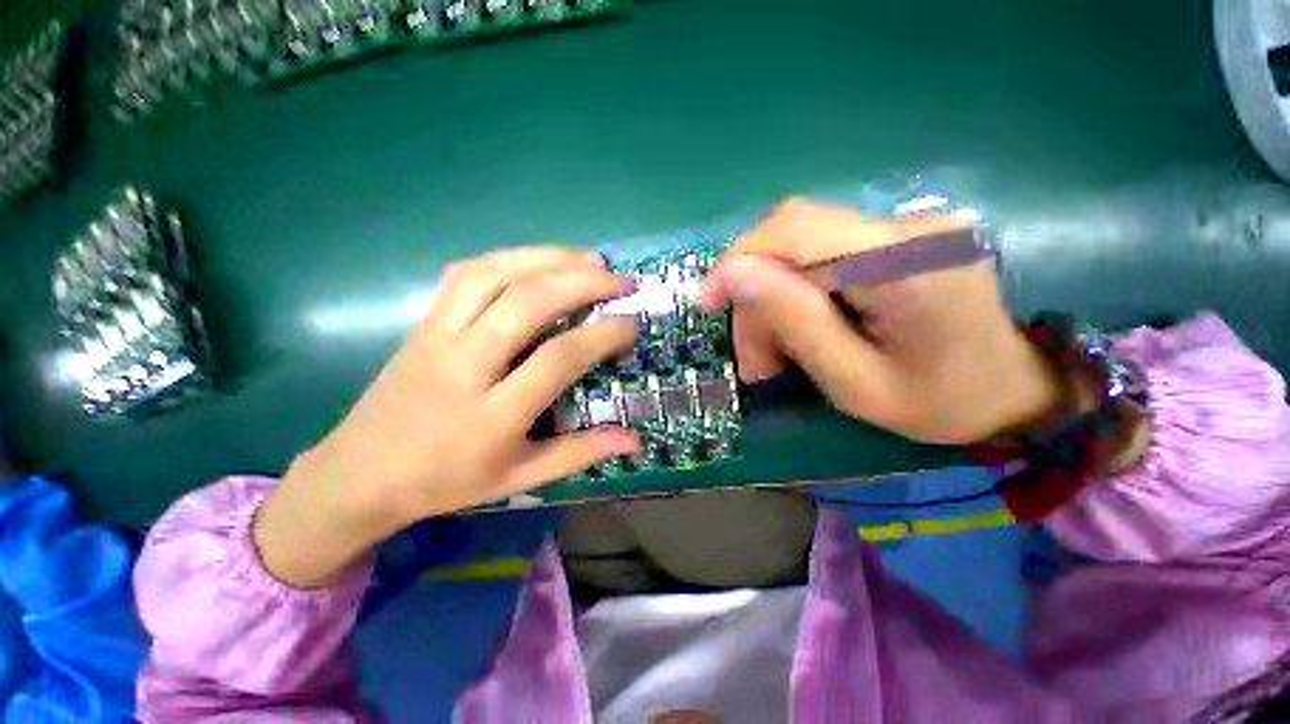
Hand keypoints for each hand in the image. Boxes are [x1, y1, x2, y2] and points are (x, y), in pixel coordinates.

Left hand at [256, 248, 641, 586]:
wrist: (359, 474)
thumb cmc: (447, 481)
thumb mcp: (520, 477)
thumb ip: (581, 453)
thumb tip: (636, 440)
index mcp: (492, 414)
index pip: (558, 358)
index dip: (602, 335)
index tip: (632, 323)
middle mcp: (465, 364)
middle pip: (527, 302)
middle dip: (583, 282)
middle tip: (622, 280)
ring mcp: (438, 335)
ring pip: (495, 274)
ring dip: (549, 258)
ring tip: (590, 259)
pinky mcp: (423, 320)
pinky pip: (467, 273)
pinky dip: (510, 258)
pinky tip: (538, 261)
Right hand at [701, 198, 1061, 444]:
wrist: (1010, 391)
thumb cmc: (938, 403)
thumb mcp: (855, 383)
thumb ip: (796, 323)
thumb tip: (733, 274)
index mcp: (906, 264)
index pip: (794, 229)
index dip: (738, 261)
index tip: (709, 305)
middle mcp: (906, 226)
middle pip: (790, 241)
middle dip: (756, 299)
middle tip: (755, 362)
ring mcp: (904, 226)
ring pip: (799, 251)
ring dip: (773, 302)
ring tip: (774, 358)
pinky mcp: (896, 238)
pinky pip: (821, 257)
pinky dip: (796, 295)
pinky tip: (800, 332)